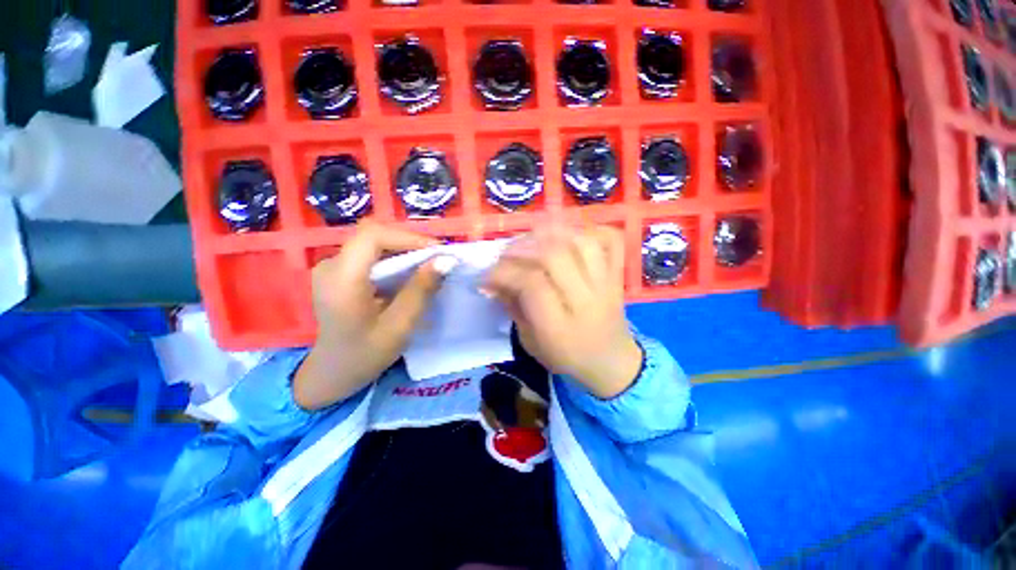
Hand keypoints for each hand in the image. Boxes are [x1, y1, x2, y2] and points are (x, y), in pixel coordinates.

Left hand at [293, 223, 453, 409]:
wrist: (333, 371)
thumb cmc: (366, 354)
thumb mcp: (399, 325)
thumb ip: (421, 290)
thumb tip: (446, 260)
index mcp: (341, 279)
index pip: (372, 236)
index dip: (408, 237)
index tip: (437, 251)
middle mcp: (331, 265)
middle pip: (373, 236)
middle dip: (409, 243)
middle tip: (437, 258)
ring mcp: (332, 267)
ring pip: (373, 243)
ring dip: (404, 250)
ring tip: (429, 264)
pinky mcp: (338, 272)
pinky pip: (370, 255)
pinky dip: (394, 258)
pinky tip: (409, 273)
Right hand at [483, 225, 642, 398]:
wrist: (611, 361)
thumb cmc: (566, 357)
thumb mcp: (530, 342)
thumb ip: (513, 307)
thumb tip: (494, 281)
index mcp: (561, 327)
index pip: (531, 284)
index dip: (503, 273)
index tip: (486, 277)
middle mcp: (586, 300)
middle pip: (555, 256)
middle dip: (522, 248)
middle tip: (504, 254)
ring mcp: (606, 284)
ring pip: (581, 242)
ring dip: (550, 233)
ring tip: (531, 240)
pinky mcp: (617, 274)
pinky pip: (610, 240)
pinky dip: (588, 230)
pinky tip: (569, 237)